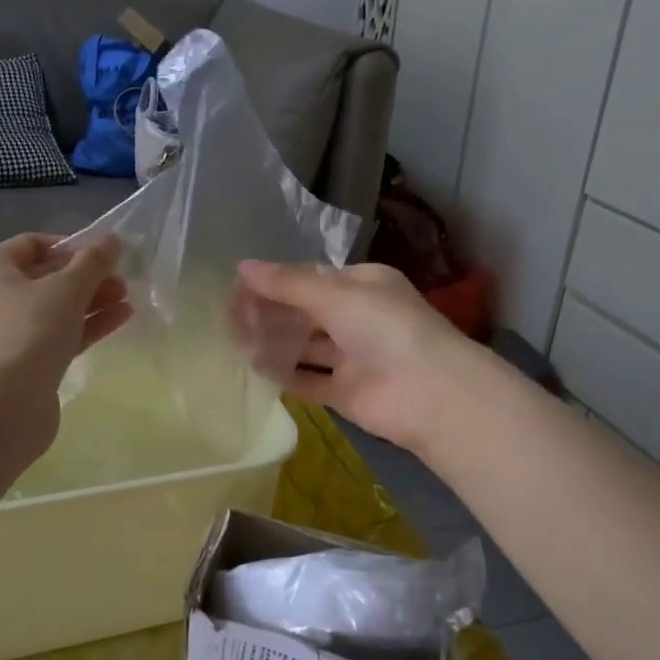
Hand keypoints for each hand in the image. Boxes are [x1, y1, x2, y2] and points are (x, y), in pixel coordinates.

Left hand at [0, 234, 131, 407]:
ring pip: (55, 308)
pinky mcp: (26, 363)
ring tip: (127, 298)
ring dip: (92, 301)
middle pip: (46, 277)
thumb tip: (112, 239)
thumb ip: (93, 262)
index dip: (69, 244)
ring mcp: (9, 333)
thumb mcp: (68, 288)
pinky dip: (87, 325)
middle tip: (121, 278)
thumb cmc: (30, 329)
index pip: (32, 244)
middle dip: (87, 276)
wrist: (5, 403)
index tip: (102, 253)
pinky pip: (59, 335)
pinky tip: (121, 318)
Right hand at [232, 261, 467, 452]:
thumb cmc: (385, 328)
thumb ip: (287, 283)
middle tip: (229, 316)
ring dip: (273, 341)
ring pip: (305, 346)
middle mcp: (357, 318)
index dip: (274, 281)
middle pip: (304, 312)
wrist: (430, 393)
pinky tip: (255, 367)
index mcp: (362, 285)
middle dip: (269, 311)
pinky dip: (285, 374)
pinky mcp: (346, 391)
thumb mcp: (335, 295)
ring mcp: (352, 357)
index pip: (310, 277)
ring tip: (234, 339)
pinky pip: (309, 379)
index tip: (238, 287)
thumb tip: (242, 266)